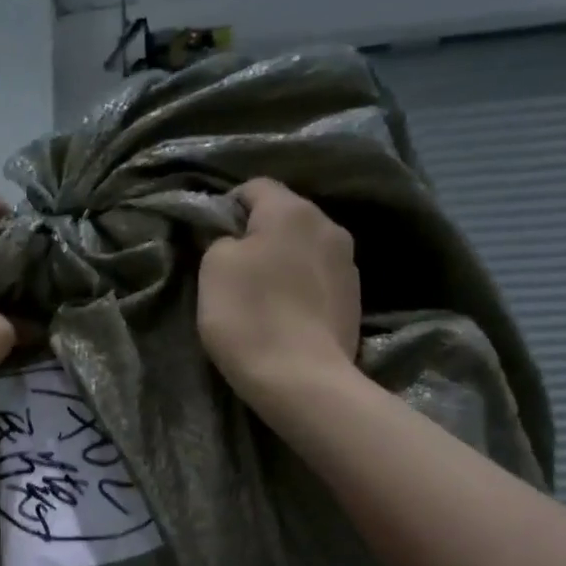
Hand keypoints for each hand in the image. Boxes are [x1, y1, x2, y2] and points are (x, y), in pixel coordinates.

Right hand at [197, 178, 361, 412]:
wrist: (301, 379)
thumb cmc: (249, 315)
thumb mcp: (213, 266)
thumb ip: (222, 239)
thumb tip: (237, 241)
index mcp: (292, 210)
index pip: (254, 186)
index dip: (227, 206)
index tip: (209, 237)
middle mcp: (329, 225)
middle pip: (285, 216)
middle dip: (258, 234)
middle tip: (232, 268)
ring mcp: (348, 263)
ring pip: (304, 247)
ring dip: (282, 261)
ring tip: (261, 294)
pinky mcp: (355, 298)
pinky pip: (318, 278)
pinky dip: (300, 286)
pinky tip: (285, 313)